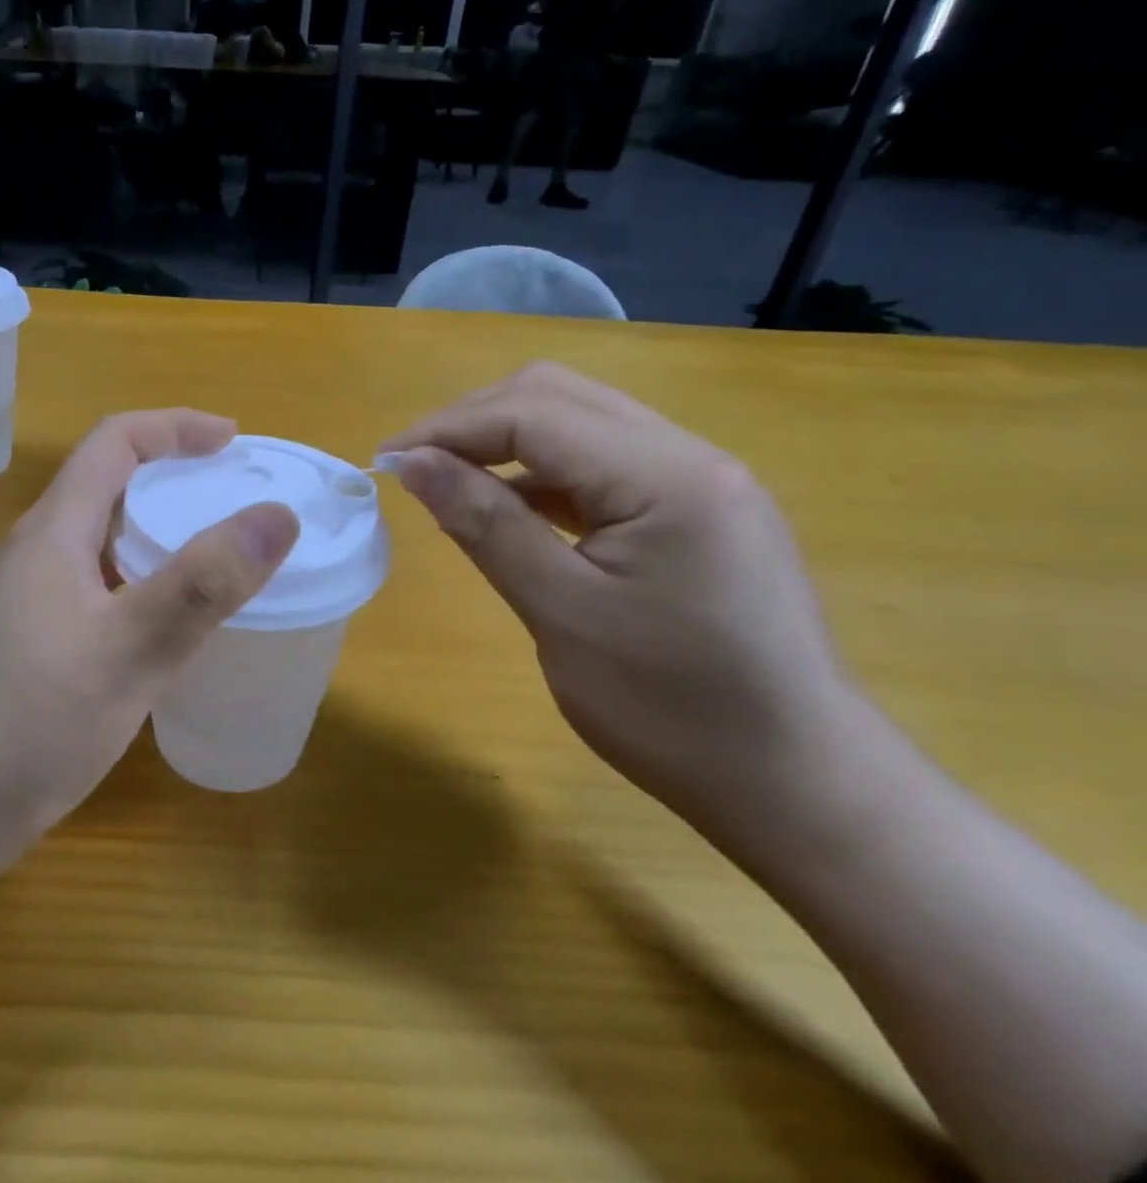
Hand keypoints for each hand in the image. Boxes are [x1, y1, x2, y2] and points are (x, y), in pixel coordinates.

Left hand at [0, 410, 298, 864]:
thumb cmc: (32, 722)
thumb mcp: (130, 650)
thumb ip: (203, 583)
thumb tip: (278, 515)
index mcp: (55, 531)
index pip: (115, 442)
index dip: (176, 427)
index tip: (235, 443)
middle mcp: (39, 550)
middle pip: (110, 483)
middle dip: (175, 474)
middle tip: (236, 497)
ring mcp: (34, 596)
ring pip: (106, 536)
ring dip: (161, 527)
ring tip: (218, 552)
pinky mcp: (38, 637)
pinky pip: (101, 581)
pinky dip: (146, 576)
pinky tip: (173, 618)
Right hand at [381, 363, 870, 842]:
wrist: (797, 785)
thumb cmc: (671, 710)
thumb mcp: (561, 613)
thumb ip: (484, 524)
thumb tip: (412, 462)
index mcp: (666, 476)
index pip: (533, 413)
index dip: (448, 428)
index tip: (385, 461)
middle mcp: (690, 456)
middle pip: (559, 397)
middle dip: (474, 422)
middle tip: (415, 467)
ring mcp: (701, 481)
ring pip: (581, 423)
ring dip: (507, 441)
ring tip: (450, 483)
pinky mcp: (698, 511)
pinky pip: (604, 464)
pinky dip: (544, 473)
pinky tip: (512, 509)